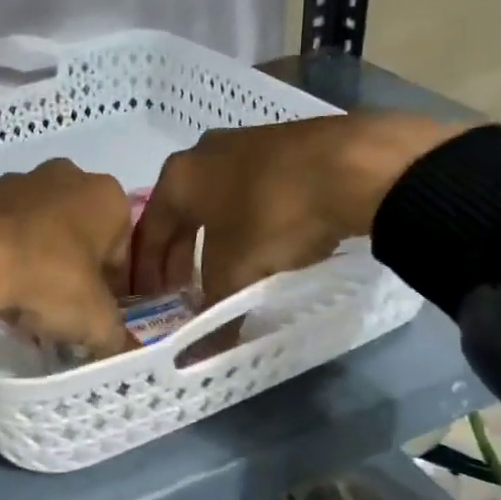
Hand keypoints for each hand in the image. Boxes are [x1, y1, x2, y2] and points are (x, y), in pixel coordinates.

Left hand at [0, 158, 134, 356]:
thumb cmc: (47, 277)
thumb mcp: (94, 320)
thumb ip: (116, 334)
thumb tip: (121, 346)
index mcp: (107, 196)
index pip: (123, 251)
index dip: (113, 290)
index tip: (96, 317)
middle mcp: (68, 177)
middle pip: (81, 236)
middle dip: (75, 271)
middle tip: (61, 311)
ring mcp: (19, 180)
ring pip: (41, 231)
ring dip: (39, 261)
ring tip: (24, 303)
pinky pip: (3, 231)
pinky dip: (4, 254)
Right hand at [132, 113, 468, 302]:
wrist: (353, 165)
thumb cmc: (274, 216)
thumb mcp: (237, 273)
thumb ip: (215, 314)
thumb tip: (200, 356)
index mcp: (178, 177)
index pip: (149, 231)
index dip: (147, 271)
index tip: (151, 300)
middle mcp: (203, 153)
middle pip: (181, 215)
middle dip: (180, 256)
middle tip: (183, 292)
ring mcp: (244, 143)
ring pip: (215, 202)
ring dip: (213, 239)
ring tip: (223, 273)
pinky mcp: (283, 144)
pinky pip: (248, 191)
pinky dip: (244, 222)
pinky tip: (263, 244)